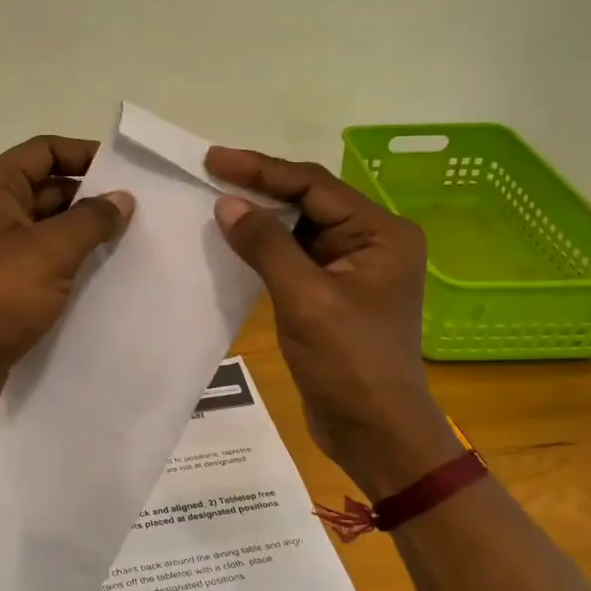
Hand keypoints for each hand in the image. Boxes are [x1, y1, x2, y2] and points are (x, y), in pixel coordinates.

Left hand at [0, 135, 134, 427]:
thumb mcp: (50, 251)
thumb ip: (91, 220)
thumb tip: (122, 198)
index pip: (44, 151)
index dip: (85, 154)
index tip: (128, 172)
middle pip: (47, 188)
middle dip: (91, 197)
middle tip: (141, 211)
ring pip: (47, 228)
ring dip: (84, 233)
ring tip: (133, 241)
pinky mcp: (1, 287)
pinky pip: (42, 262)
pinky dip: (70, 263)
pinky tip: (106, 275)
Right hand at [205, 146, 460, 499]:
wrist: (375, 431)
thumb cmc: (349, 363)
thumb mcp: (305, 299)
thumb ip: (266, 245)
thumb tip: (227, 203)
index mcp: (380, 233)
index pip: (314, 185)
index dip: (261, 169)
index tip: (214, 159)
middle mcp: (372, 241)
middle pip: (308, 200)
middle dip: (260, 186)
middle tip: (209, 171)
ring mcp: (353, 267)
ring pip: (299, 227)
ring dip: (260, 216)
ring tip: (214, 199)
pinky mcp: (335, 291)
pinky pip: (295, 255)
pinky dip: (265, 246)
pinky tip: (235, 240)